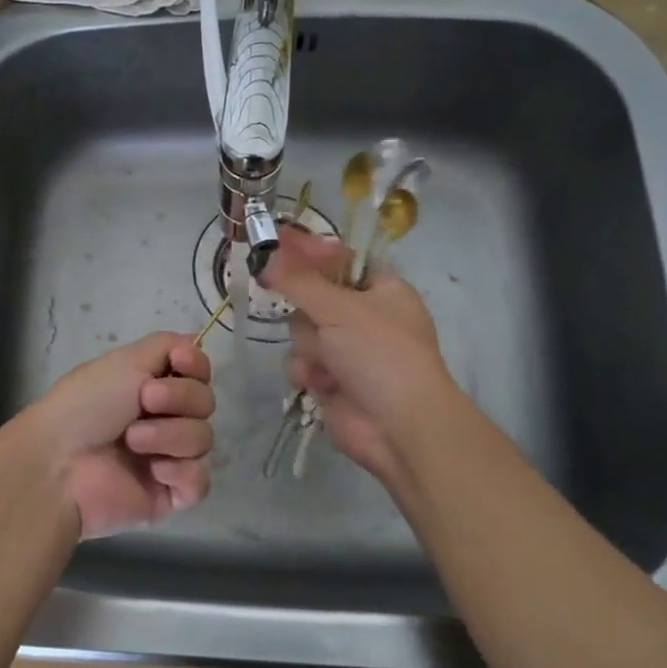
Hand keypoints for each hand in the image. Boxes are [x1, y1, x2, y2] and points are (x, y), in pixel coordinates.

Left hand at [11, 334, 215, 538]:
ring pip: (203, 439)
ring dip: (168, 435)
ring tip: (132, 441)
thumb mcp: (125, 359)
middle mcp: (164, 418)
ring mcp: (168, 457)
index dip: (197, 365)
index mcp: (153, 385)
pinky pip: (199, 481)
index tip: (178, 362)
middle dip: (178, 399)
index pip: (200, 372)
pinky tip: (154, 471)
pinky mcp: (170, 494)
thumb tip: (196, 342)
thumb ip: (167, 344)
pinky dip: (180, 472)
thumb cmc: (86, 404)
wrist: (60, 462)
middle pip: (206, 402)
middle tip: (143, 402)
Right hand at [260, 225, 458, 489]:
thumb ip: (298, 280)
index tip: (275, 240)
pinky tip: (321, 384)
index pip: (338, 258)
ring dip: (308, 347)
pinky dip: (308, 373)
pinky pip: (303, 363)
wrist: (400, 427)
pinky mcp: (333, 381)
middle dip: (306, 311)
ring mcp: (348, 351)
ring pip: (303, 332)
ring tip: (326, 363)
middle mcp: (365, 317)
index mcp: (381, 289)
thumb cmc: (379, 354)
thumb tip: (267, 252)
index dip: (308, 250)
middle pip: (312, 297)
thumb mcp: (339, 308)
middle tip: (295, 305)